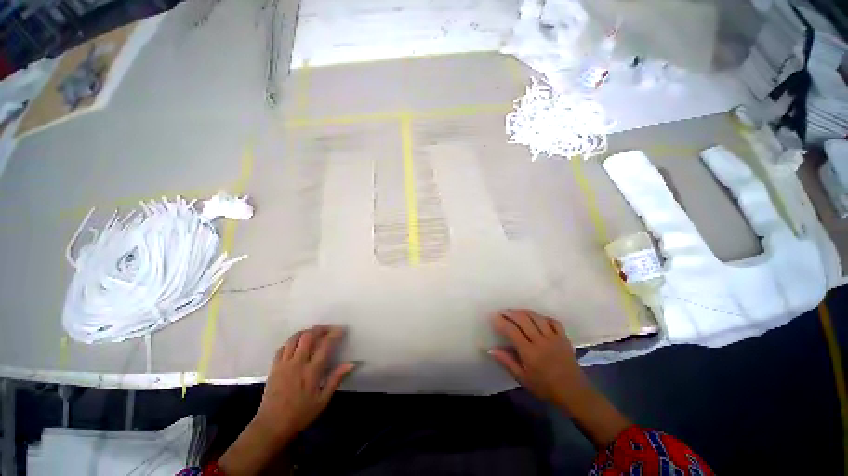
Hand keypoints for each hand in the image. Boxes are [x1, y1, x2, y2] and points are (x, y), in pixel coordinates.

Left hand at [220, 326, 354, 474]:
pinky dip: (291, 342)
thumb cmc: (300, 414)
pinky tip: (297, 345)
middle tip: (328, 329)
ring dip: (306, 332)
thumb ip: (336, 379)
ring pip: (294, 338)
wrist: (271, 426)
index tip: (341, 330)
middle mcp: (297, 363)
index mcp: (311, 371)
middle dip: (320, 329)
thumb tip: (351, 364)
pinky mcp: (274, 367)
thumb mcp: (322, 400)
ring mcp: (284, 364)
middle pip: (308, 336)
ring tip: (314, 334)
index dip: (334, 334)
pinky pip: (283, 347)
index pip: (325, 345)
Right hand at [489, 310, 631, 447]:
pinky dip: (543, 317)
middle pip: (523, 319)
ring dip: (524, 312)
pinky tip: (537, 318)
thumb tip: (491, 349)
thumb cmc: (545, 388)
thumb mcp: (522, 379)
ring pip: (536, 317)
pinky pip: (553, 321)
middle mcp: (541, 340)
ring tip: (516, 312)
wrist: (574, 393)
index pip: (512, 330)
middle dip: (510, 313)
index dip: (501, 322)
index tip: (493, 317)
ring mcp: (554, 337)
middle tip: (502, 312)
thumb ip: (507, 362)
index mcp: (529, 352)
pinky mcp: (564, 337)